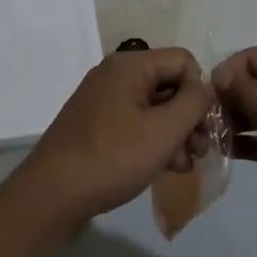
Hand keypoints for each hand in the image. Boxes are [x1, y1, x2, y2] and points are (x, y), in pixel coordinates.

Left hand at [9, 47, 213, 228]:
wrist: (52, 195)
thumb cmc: (113, 157)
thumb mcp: (165, 130)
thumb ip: (194, 102)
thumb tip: (204, 88)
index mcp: (130, 65)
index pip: (184, 61)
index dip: (200, 91)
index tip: (204, 126)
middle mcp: (115, 75)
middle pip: (169, 84)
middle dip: (190, 117)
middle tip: (199, 150)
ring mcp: (103, 100)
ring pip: (155, 107)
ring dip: (175, 134)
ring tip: (183, 165)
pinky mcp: (96, 125)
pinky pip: (136, 123)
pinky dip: (153, 141)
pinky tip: (164, 168)